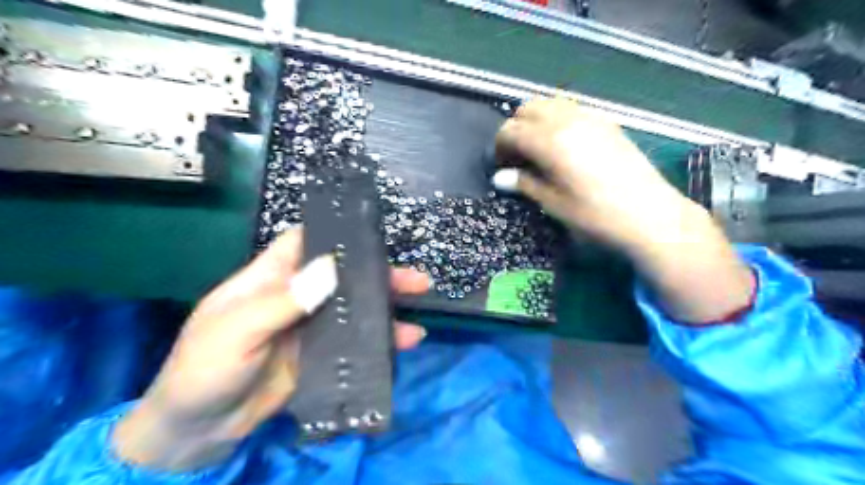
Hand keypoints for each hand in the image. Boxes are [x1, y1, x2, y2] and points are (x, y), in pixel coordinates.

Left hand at [111, 228, 429, 474]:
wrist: (199, 431)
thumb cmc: (205, 368)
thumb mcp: (237, 331)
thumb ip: (282, 301)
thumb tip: (331, 267)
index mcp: (271, 278)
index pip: (305, 242)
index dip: (336, 234)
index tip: (372, 232)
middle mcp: (297, 296)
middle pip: (343, 276)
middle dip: (378, 274)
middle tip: (415, 279)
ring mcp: (312, 327)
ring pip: (354, 308)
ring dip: (386, 306)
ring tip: (419, 305)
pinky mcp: (322, 355)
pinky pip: (356, 342)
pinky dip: (381, 340)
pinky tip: (407, 340)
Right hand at [493, 96, 689, 250]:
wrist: (650, 215)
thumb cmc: (596, 215)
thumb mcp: (554, 204)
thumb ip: (525, 184)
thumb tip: (500, 178)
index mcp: (550, 141)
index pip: (510, 130)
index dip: (499, 147)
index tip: (501, 167)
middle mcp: (567, 120)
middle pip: (528, 108)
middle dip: (515, 128)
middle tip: (517, 156)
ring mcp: (590, 117)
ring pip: (550, 103)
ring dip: (535, 120)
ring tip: (537, 149)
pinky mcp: (606, 121)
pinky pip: (571, 108)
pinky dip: (556, 119)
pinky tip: (562, 144)